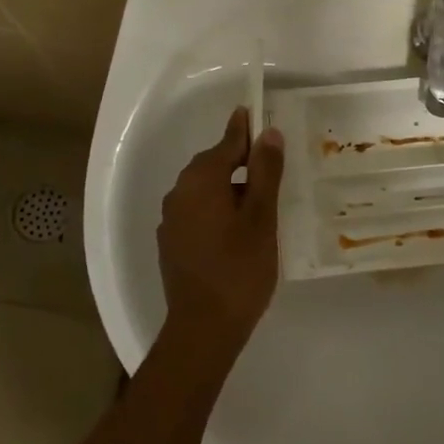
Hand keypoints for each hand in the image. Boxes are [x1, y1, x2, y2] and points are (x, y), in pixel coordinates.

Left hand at [158, 107, 285, 340]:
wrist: (203, 329)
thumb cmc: (239, 269)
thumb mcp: (261, 217)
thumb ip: (264, 172)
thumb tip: (267, 132)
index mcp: (200, 180)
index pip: (227, 142)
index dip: (246, 129)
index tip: (259, 114)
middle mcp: (178, 193)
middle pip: (214, 164)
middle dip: (241, 161)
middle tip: (272, 166)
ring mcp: (171, 219)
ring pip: (205, 190)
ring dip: (230, 189)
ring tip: (261, 203)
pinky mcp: (171, 242)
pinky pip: (197, 212)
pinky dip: (218, 210)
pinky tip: (238, 231)